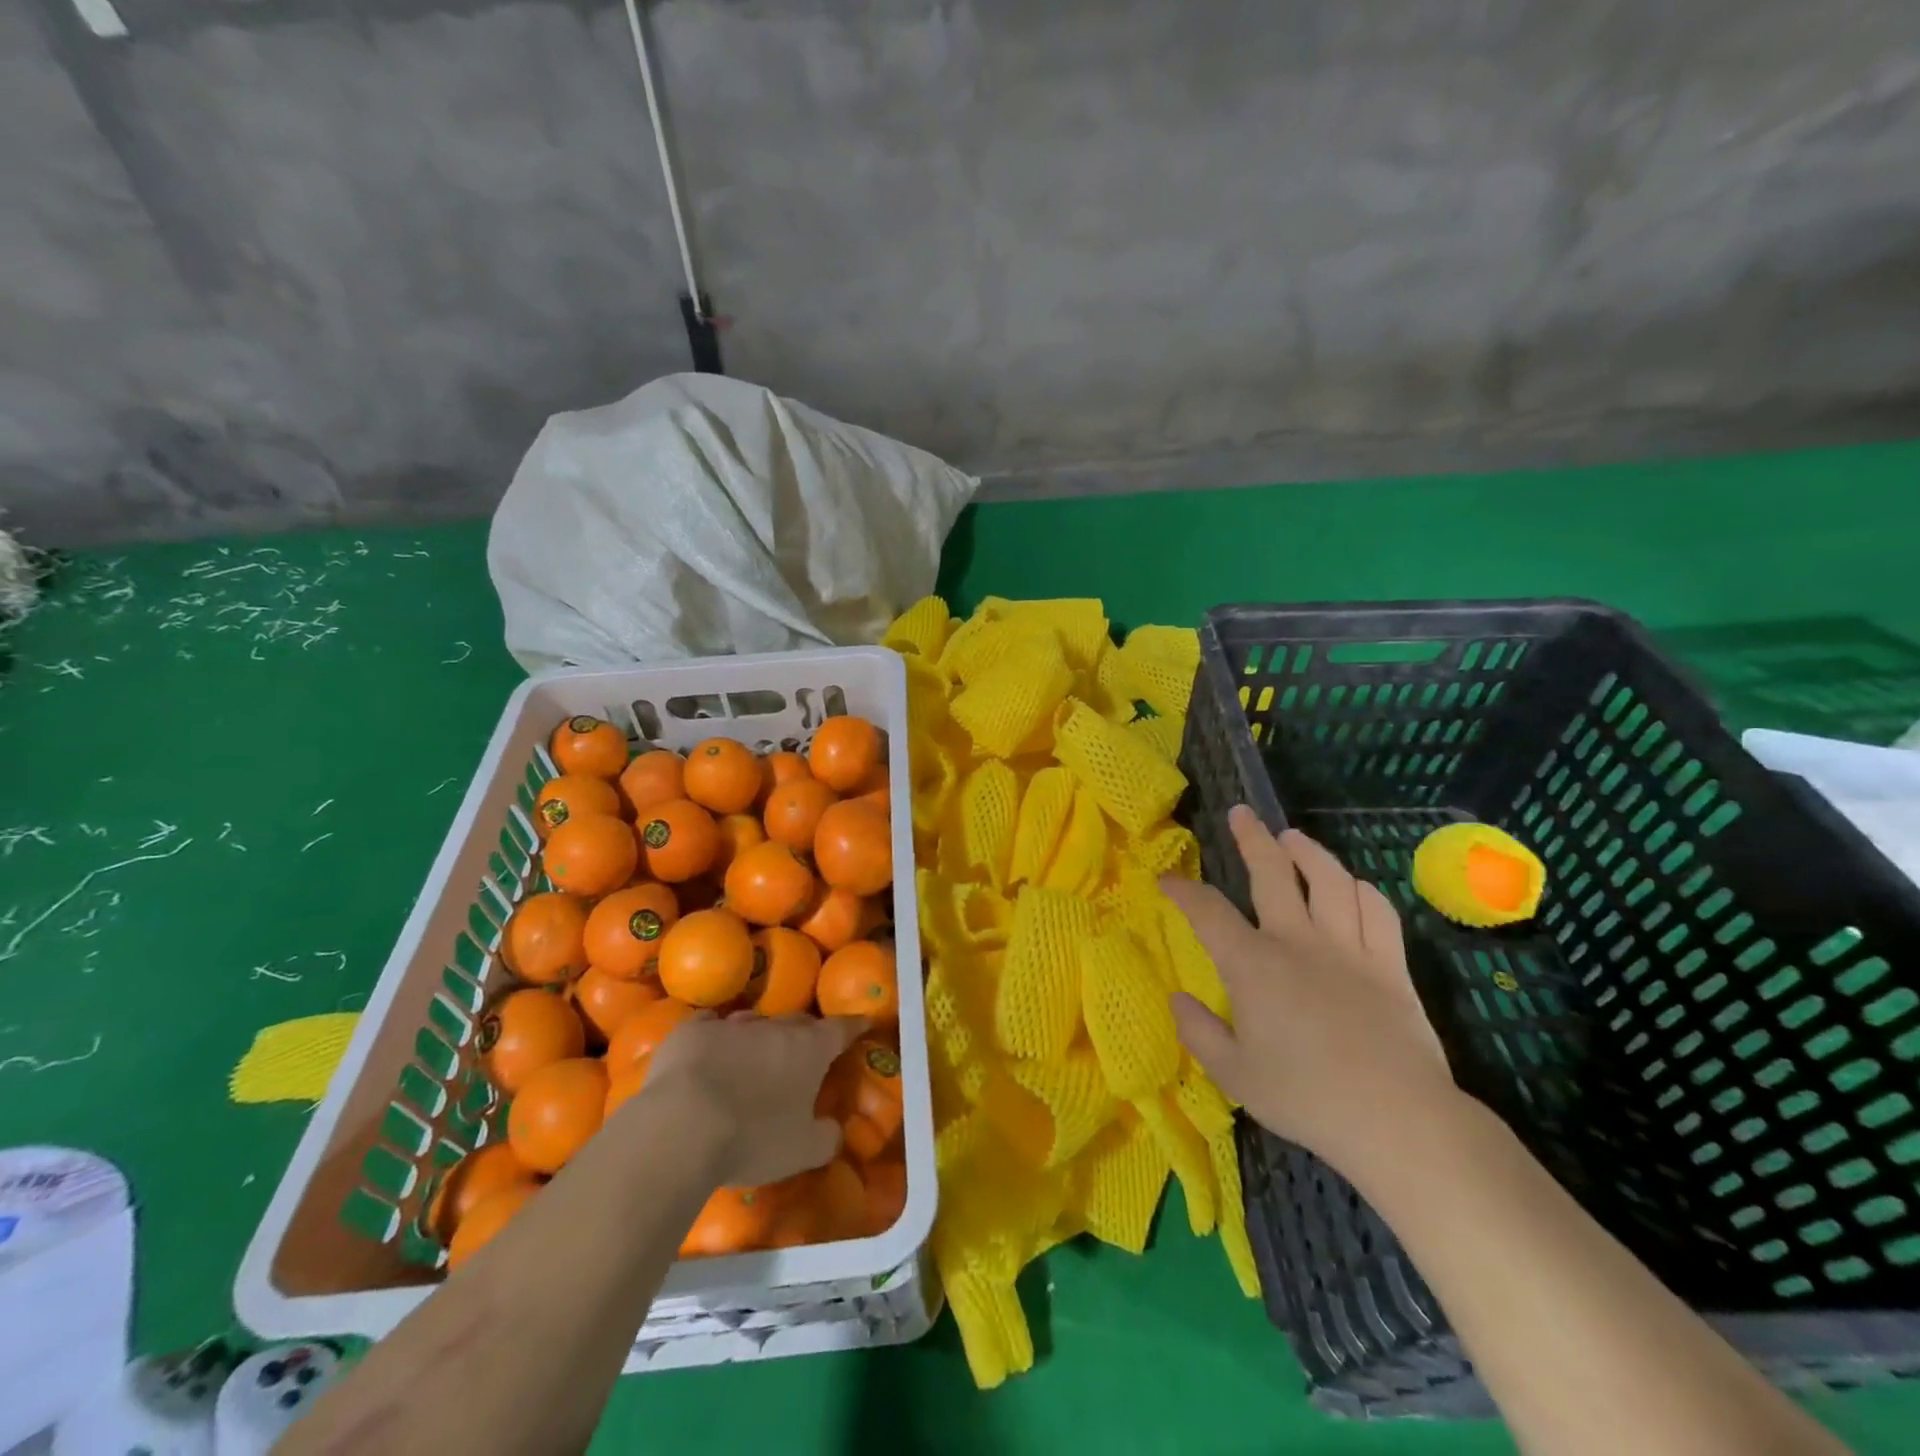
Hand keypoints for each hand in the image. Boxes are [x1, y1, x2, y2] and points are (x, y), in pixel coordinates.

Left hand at [639, 1011, 866, 1187]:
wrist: (682, 1126)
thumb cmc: (752, 1137)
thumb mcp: (802, 1151)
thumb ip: (826, 1137)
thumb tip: (833, 1129)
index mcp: (809, 1048)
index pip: (841, 1028)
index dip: (854, 1026)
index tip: (863, 1022)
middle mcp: (774, 1027)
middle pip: (797, 1023)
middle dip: (805, 1034)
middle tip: (805, 1051)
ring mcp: (731, 1025)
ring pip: (754, 1023)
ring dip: (759, 1037)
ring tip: (754, 1056)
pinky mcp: (692, 1032)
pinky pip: (710, 1025)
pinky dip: (715, 1035)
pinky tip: (709, 1046)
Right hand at [1161, 806, 1457, 1173]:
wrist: (1397, 1119)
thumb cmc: (1306, 1098)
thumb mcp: (1235, 1075)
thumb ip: (1199, 1032)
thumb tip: (1177, 999)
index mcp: (1253, 964)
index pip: (1208, 912)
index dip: (1184, 891)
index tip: (1168, 880)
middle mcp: (1298, 941)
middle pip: (1271, 873)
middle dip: (1250, 839)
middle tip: (1240, 814)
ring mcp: (1348, 947)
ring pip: (1328, 879)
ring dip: (1308, 852)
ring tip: (1292, 837)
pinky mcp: (1390, 964)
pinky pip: (1376, 911)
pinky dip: (1360, 890)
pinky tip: (1350, 885)